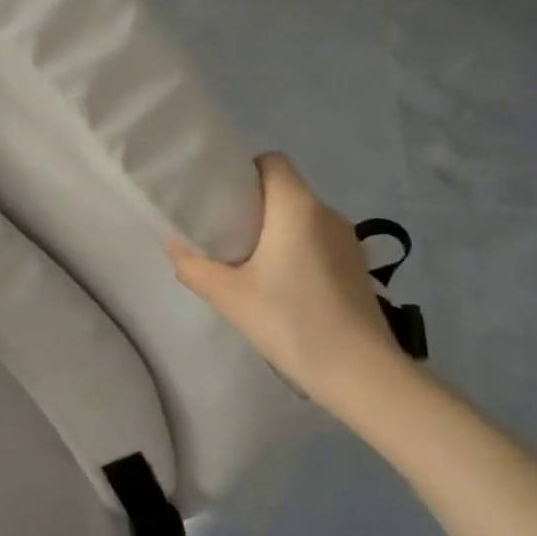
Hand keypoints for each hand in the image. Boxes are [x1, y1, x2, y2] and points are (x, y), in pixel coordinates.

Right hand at [169, 154, 415, 426]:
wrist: (363, 374)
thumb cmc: (293, 322)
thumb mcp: (230, 297)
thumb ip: (194, 267)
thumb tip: (173, 245)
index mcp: (296, 206)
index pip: (271, 161)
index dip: (244, 171)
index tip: (221, 198)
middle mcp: (326, 213)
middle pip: (284, 189)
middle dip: (253, 204)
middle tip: (223, 232)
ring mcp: (347, 240)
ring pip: (302, 217)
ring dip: (276, 229)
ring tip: (249, 261)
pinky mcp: (357, 267)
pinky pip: (318, 240)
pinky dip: (297, 249)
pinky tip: (282, 285)